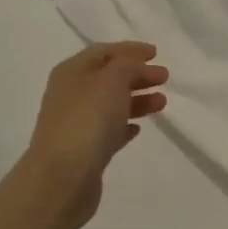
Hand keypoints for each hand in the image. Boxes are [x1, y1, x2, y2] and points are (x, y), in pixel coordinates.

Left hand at [19, 42, 168, 228]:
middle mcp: (71, 94)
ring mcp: (76, 123)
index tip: (156, 54)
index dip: (130, 50)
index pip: (103, 52)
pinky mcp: (84, 150)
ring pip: (111, 104)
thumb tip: (133, 67)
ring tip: (162, 103)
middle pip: (108, 78)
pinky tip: (139, 129)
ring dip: (137, 100)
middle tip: (165, 78)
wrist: (62, 178)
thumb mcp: (112, 80)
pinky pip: (108, 131)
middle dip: (137, 75)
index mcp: (72, 71)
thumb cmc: (88, 120)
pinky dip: (124, 125)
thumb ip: (127, 66)